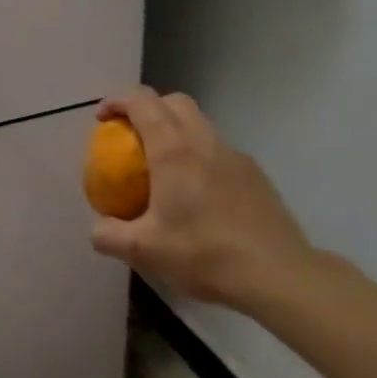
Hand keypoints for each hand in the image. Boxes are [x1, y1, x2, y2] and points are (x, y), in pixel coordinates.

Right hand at [88, 88, 314, 311]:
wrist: (279, 276)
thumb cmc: (206, 254)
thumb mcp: (144, 251)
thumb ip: (109, 235)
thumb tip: (97, 228)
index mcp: (173, 150)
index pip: (142, 102)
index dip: (117, 102)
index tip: (102, 120)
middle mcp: (204, 142)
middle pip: (174, 102)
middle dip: (148, 107)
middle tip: (131, 134)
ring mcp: (234, 156)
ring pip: (200, 123)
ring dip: (176, 130)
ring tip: (163, 165)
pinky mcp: (255, 175)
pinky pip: (218, 150)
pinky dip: (200, 154)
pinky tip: (197, 192)